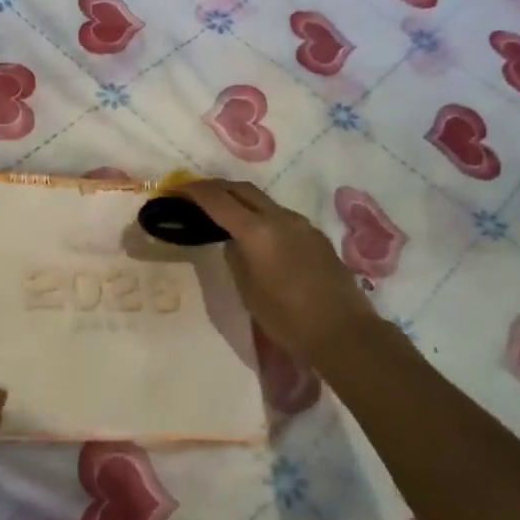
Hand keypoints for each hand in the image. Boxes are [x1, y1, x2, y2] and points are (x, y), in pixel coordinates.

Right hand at [176, 178, 382, 361]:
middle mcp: (280, 217)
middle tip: (196, 194)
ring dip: (240, 200)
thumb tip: (234, 241)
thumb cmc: (287, 318)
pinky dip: (262, 216)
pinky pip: (281, 216)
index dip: (194, 191)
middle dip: (216, 187)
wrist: (342, 331)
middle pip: (242, 189)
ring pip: (263, 201)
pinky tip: (258, 235)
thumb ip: (236, 256)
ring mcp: (301, 224)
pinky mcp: (315, 235)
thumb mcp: (248, 289)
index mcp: (257, 231)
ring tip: (224, 213)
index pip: (218, 200)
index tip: (176, 188)